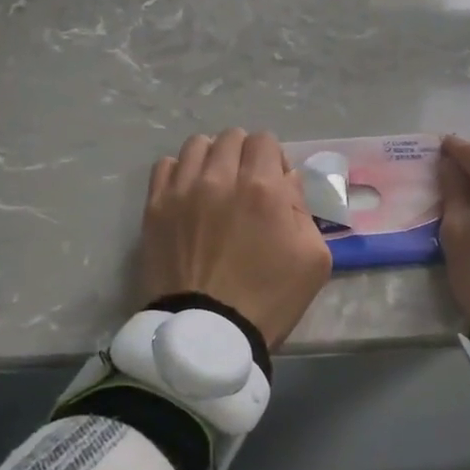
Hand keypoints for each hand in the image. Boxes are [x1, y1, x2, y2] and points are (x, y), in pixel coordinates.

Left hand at [142, 129, 331, 347]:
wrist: (209, 333)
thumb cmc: (270, 298)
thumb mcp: (314, 258)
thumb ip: (304, 209)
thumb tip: (287, 181)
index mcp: (263, 188)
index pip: (265, 140)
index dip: (273, 159)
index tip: (275, 185)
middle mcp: (220, 178)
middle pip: (231, 137)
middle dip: (244, 155)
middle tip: (247, 186)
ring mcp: (182, 191)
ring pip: (197, 145)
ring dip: (212, 159)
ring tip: (216, 187)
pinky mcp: (155, 208)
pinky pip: (165, 166)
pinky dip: (180, 172)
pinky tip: (189, 195)